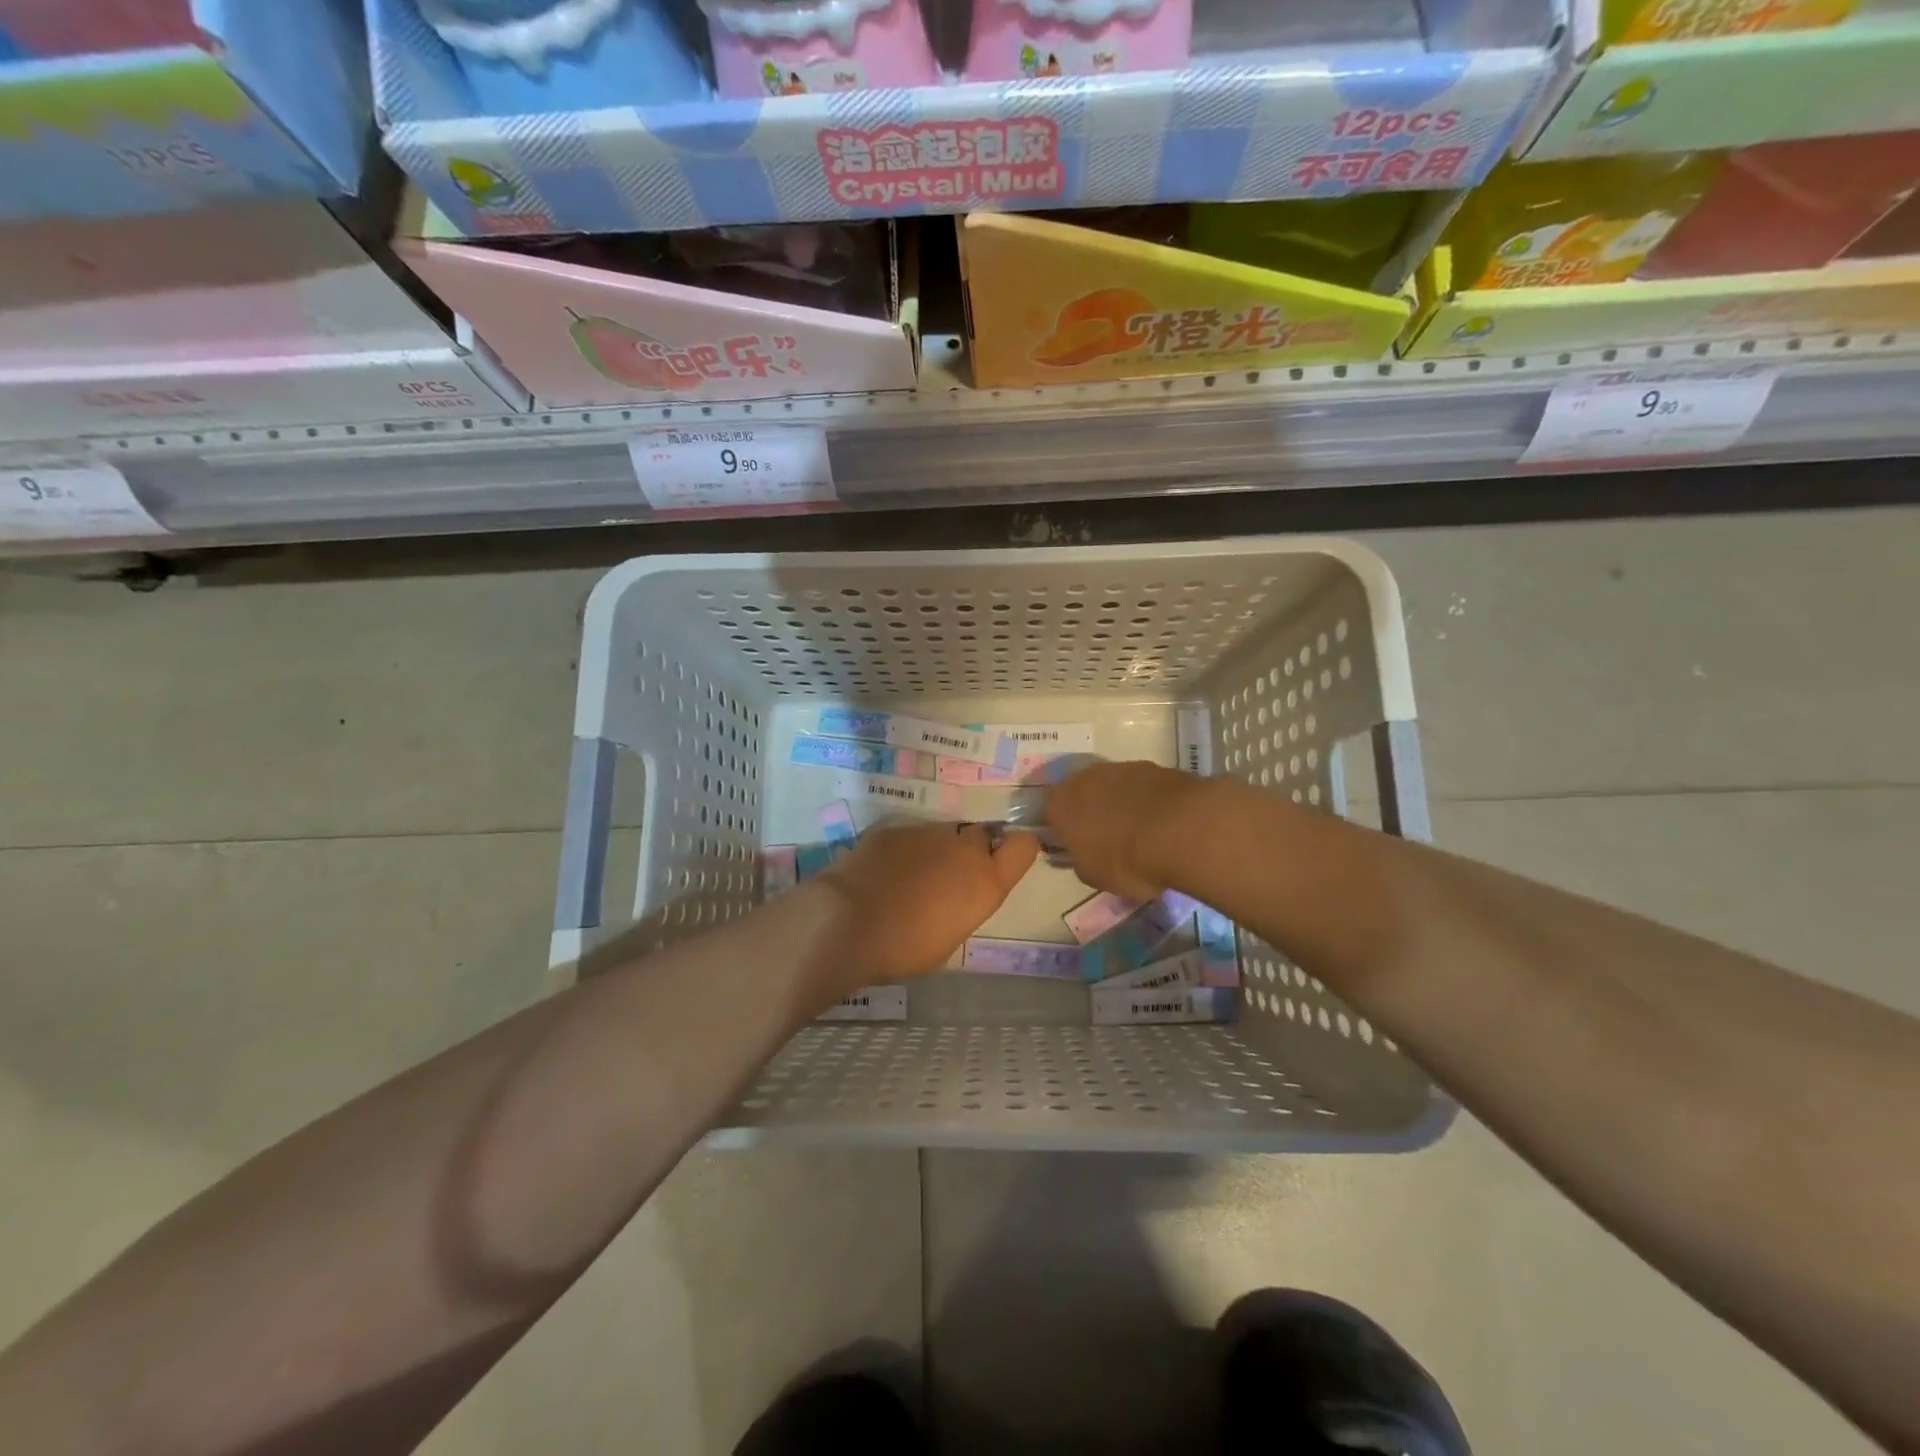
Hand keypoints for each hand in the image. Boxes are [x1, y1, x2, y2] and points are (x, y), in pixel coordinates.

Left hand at [818, 822, 1039, 989]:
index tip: (1004, 862)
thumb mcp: (949, 939)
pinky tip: (883, 874)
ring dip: (935, 853)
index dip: (1018, 850)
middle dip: (971, 853)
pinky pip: (910, 837)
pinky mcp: (894, 828)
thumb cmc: (904, 948)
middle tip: (948, 880)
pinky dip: (903, 852)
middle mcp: (964, 848)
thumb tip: (954, 897)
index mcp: (986, 882)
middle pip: (982, 837)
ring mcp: (927, 833)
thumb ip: (962, 907)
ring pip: (943, 836)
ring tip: (909, 881)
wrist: (847, 921)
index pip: (1024, 846)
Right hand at [1045, 760, 1201, 899]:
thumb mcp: (1093, 876)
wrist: (1180, 831)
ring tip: (1138, 828)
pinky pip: (1141, 785)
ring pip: (1111, 786)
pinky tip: (1160, 820)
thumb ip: (1081, 861)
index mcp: (1060, 805)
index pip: (1051, 815)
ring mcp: (1120, 767)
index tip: (1077, 847)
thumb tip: (1083, 855)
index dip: (1064, 831)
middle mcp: (1084, 778)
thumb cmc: (1126, 860)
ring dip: (1119, 802)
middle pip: (1081, 794)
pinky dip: (1146, 799)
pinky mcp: (1153, 766)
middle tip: (1106, 836)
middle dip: (1090, 811)